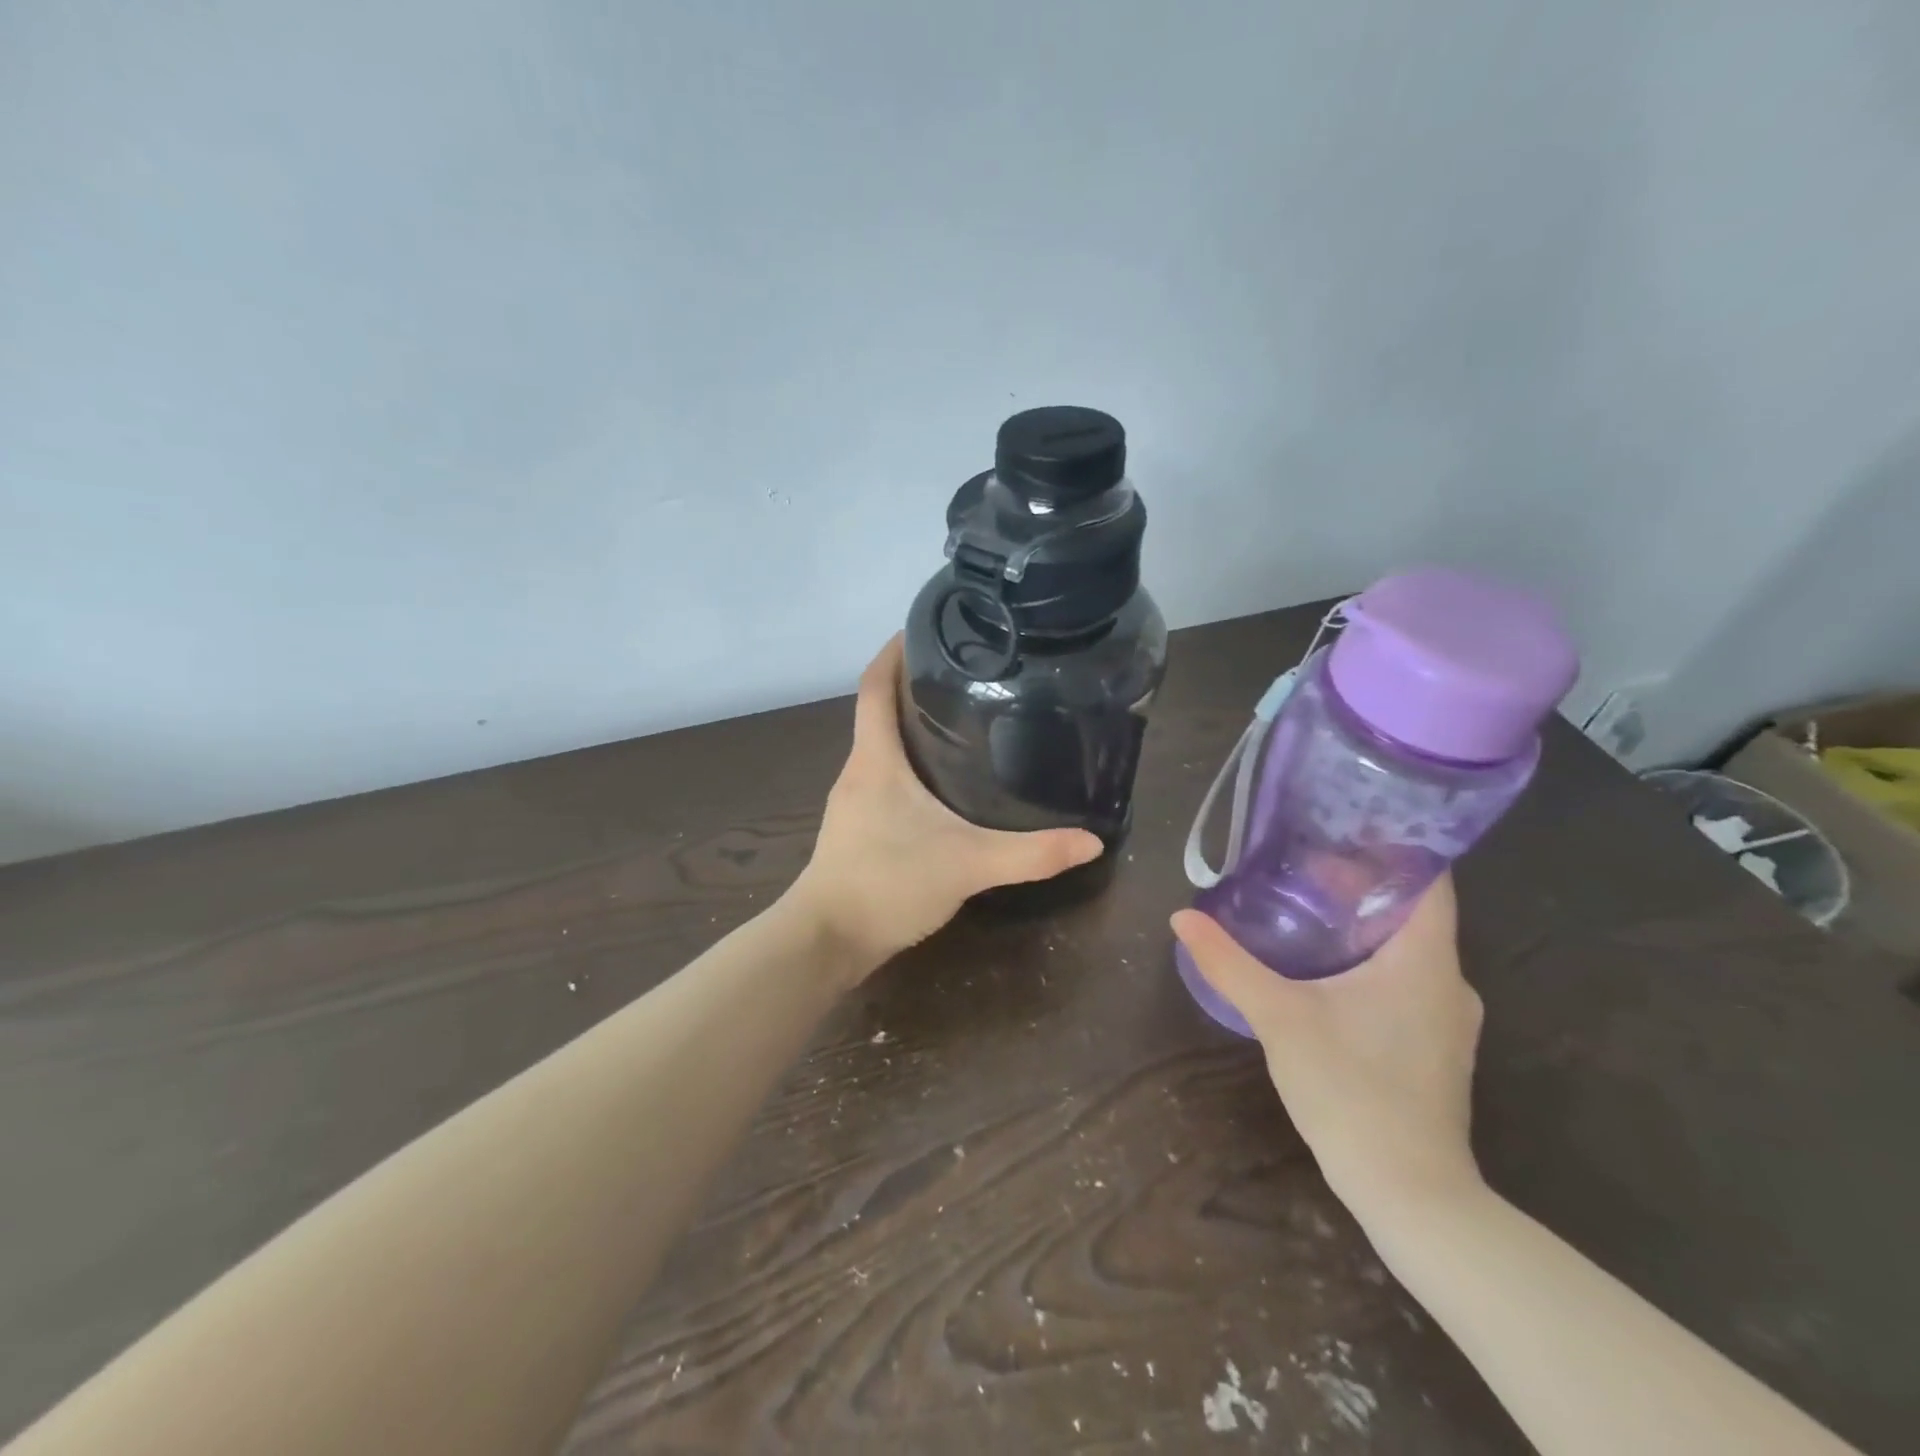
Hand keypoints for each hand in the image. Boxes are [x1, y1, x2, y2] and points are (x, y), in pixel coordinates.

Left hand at [790, 636, 1102, 968]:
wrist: (826, 940)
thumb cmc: (887, 884)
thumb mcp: (966, 864)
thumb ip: (1030, 853)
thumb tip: (1091, 841)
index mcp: (875, 759)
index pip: (874, 686)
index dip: (893, 651)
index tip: (925, 628)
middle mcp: (858, 771)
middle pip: (879, 711)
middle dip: (915, 687)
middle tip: (969, 674)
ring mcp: (853, 801)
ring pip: (882, 747)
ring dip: (912, 727)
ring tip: (963, 721)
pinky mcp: (856, 828)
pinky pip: (883, 778)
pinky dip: (909, 766)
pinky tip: (942, 785)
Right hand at [1170, 877, 1483, 1222]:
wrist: (1409, 1192)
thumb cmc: (1351, 1090)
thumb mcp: (1278, 1018)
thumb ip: (1229, 963)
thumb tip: (1181, 916)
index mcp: (1425, 960)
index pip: (1430, 879)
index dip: (1395, 844)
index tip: (1346, 824)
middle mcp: (1450, 981)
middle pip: (1414, 910)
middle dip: (1363, 882)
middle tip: (1304, 861)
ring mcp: (1448, 1018)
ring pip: (1409, 948)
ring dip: (1364, 924)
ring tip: (1307, 905)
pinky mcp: (1435, 1046)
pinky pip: (1407, 980)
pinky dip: (1371, 960)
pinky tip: (1326, 969)